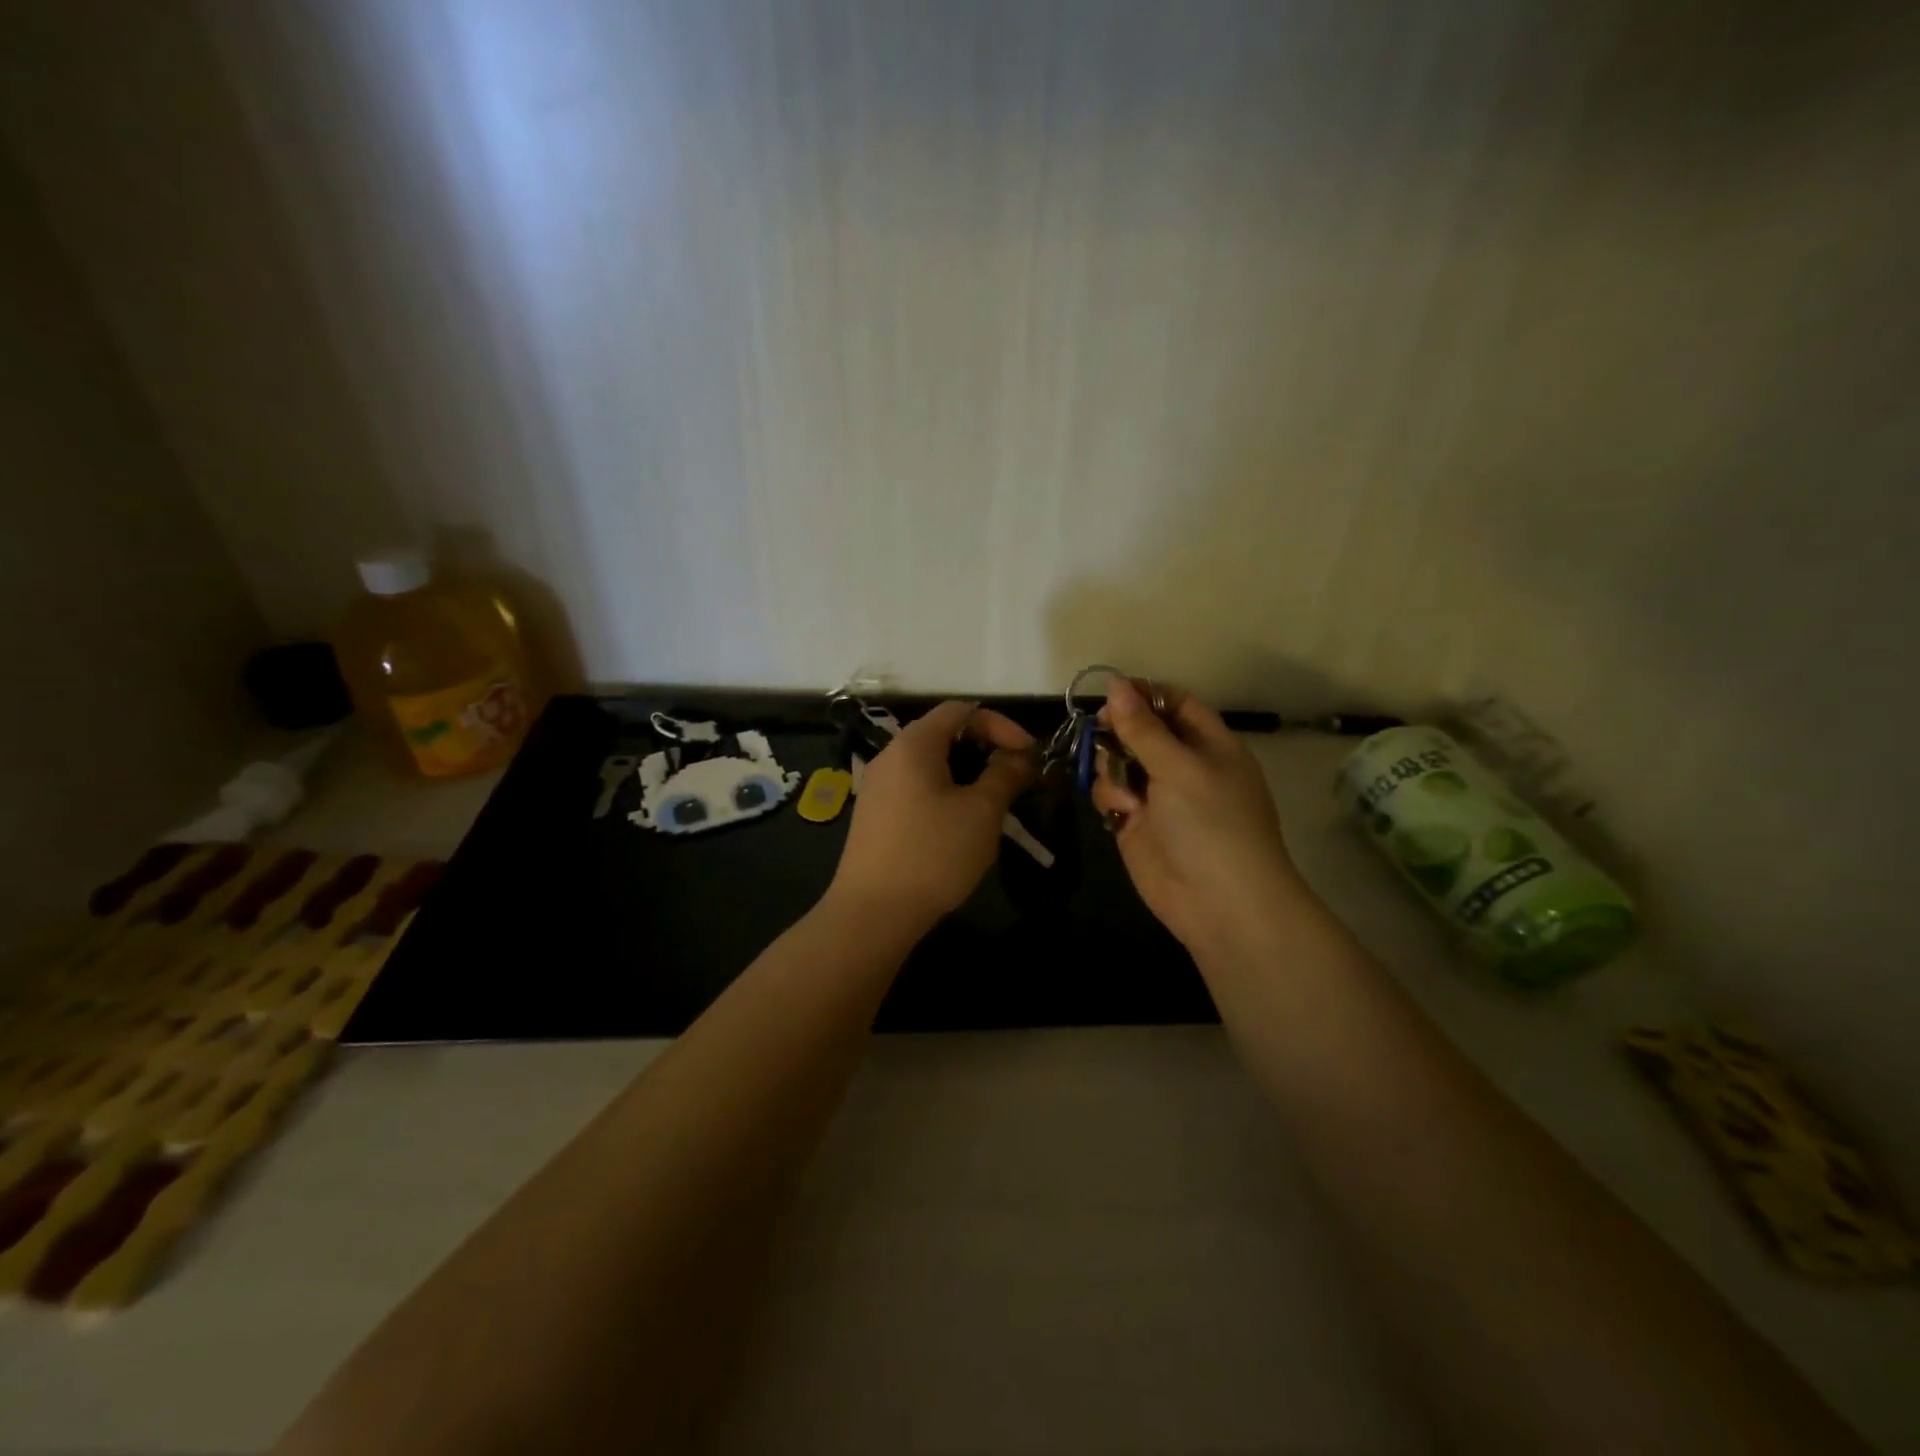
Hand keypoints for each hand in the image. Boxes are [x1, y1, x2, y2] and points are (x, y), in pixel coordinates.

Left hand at [828, 700, 1036, 927]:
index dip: (1001, 725)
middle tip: (1017, 779)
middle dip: (987, 750)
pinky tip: (963, 824)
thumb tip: (1019, 757)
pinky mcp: (876, 816)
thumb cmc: (933, 853)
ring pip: (932, 765)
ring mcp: (879, 787)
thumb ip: (1005, 775)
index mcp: (914, 744)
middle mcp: (891, 756)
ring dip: (969, 775)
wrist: (872, 913)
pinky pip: (917, 788)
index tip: (1029, 755)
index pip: (962, 710)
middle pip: (945, 734)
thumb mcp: (981, 812)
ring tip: (996, 803)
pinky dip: (947, 793)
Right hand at [1091, 678, 1310, 952]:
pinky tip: (1120, 812)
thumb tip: (1116, 684)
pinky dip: (1110, 796)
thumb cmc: (1211, 824)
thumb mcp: (1179, 767)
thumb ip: (1142, 727)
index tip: (1110, 694)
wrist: (1219, 903)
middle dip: (1118, 731)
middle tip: (1100, 734)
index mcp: (1210, 744)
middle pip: (1140, 730)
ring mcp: (1158, 796)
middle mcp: (1183, 766)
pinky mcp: (1136, 824)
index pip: (1175, 704)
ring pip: (1118, 761)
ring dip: (1112, 767)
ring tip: (1125, 792)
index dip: (1144, 695)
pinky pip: (1111, 794)